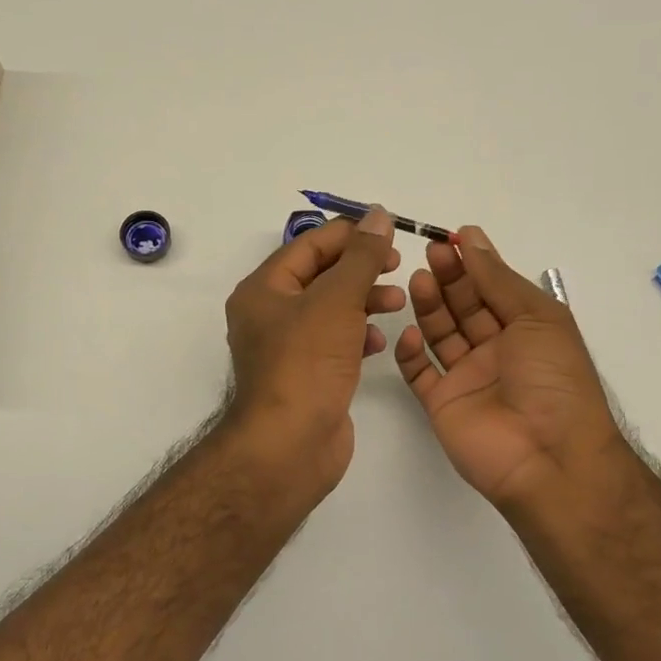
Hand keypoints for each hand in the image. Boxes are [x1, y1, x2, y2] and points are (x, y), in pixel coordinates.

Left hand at [222, 207, 403, 493]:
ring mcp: (287, 348)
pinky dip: (357, 336)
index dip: (349, 234)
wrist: (289, 445)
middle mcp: (269, 315)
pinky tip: (379, 343)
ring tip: (396, 303)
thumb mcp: (336, 300)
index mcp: (263, 289)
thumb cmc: (306, 364)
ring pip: (330, 310)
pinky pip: (333, 343)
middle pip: (320, 276)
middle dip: (360, 268)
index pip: (308, 245)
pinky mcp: (305, 376)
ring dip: (363, 301)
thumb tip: (379, 215)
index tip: (389, 233)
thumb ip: (361, 257)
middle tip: (397, 266)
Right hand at [394, 227, 628, 513]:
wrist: (549, 456)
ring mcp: (467, 378)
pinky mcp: (442, 404)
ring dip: (429, 307)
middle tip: (431, 253)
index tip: (452, 238)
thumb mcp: (537, 317)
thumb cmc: (553, 379)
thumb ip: (498, 279)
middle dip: (449, 279)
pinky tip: (408, 333)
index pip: (493, 289)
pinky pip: (419, 373)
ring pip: (440, 335)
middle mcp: (495, 351)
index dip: (474, 264)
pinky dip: (410, 353)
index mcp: (525, 330)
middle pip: (464, 308)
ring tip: (419, 281)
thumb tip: (471, 239)